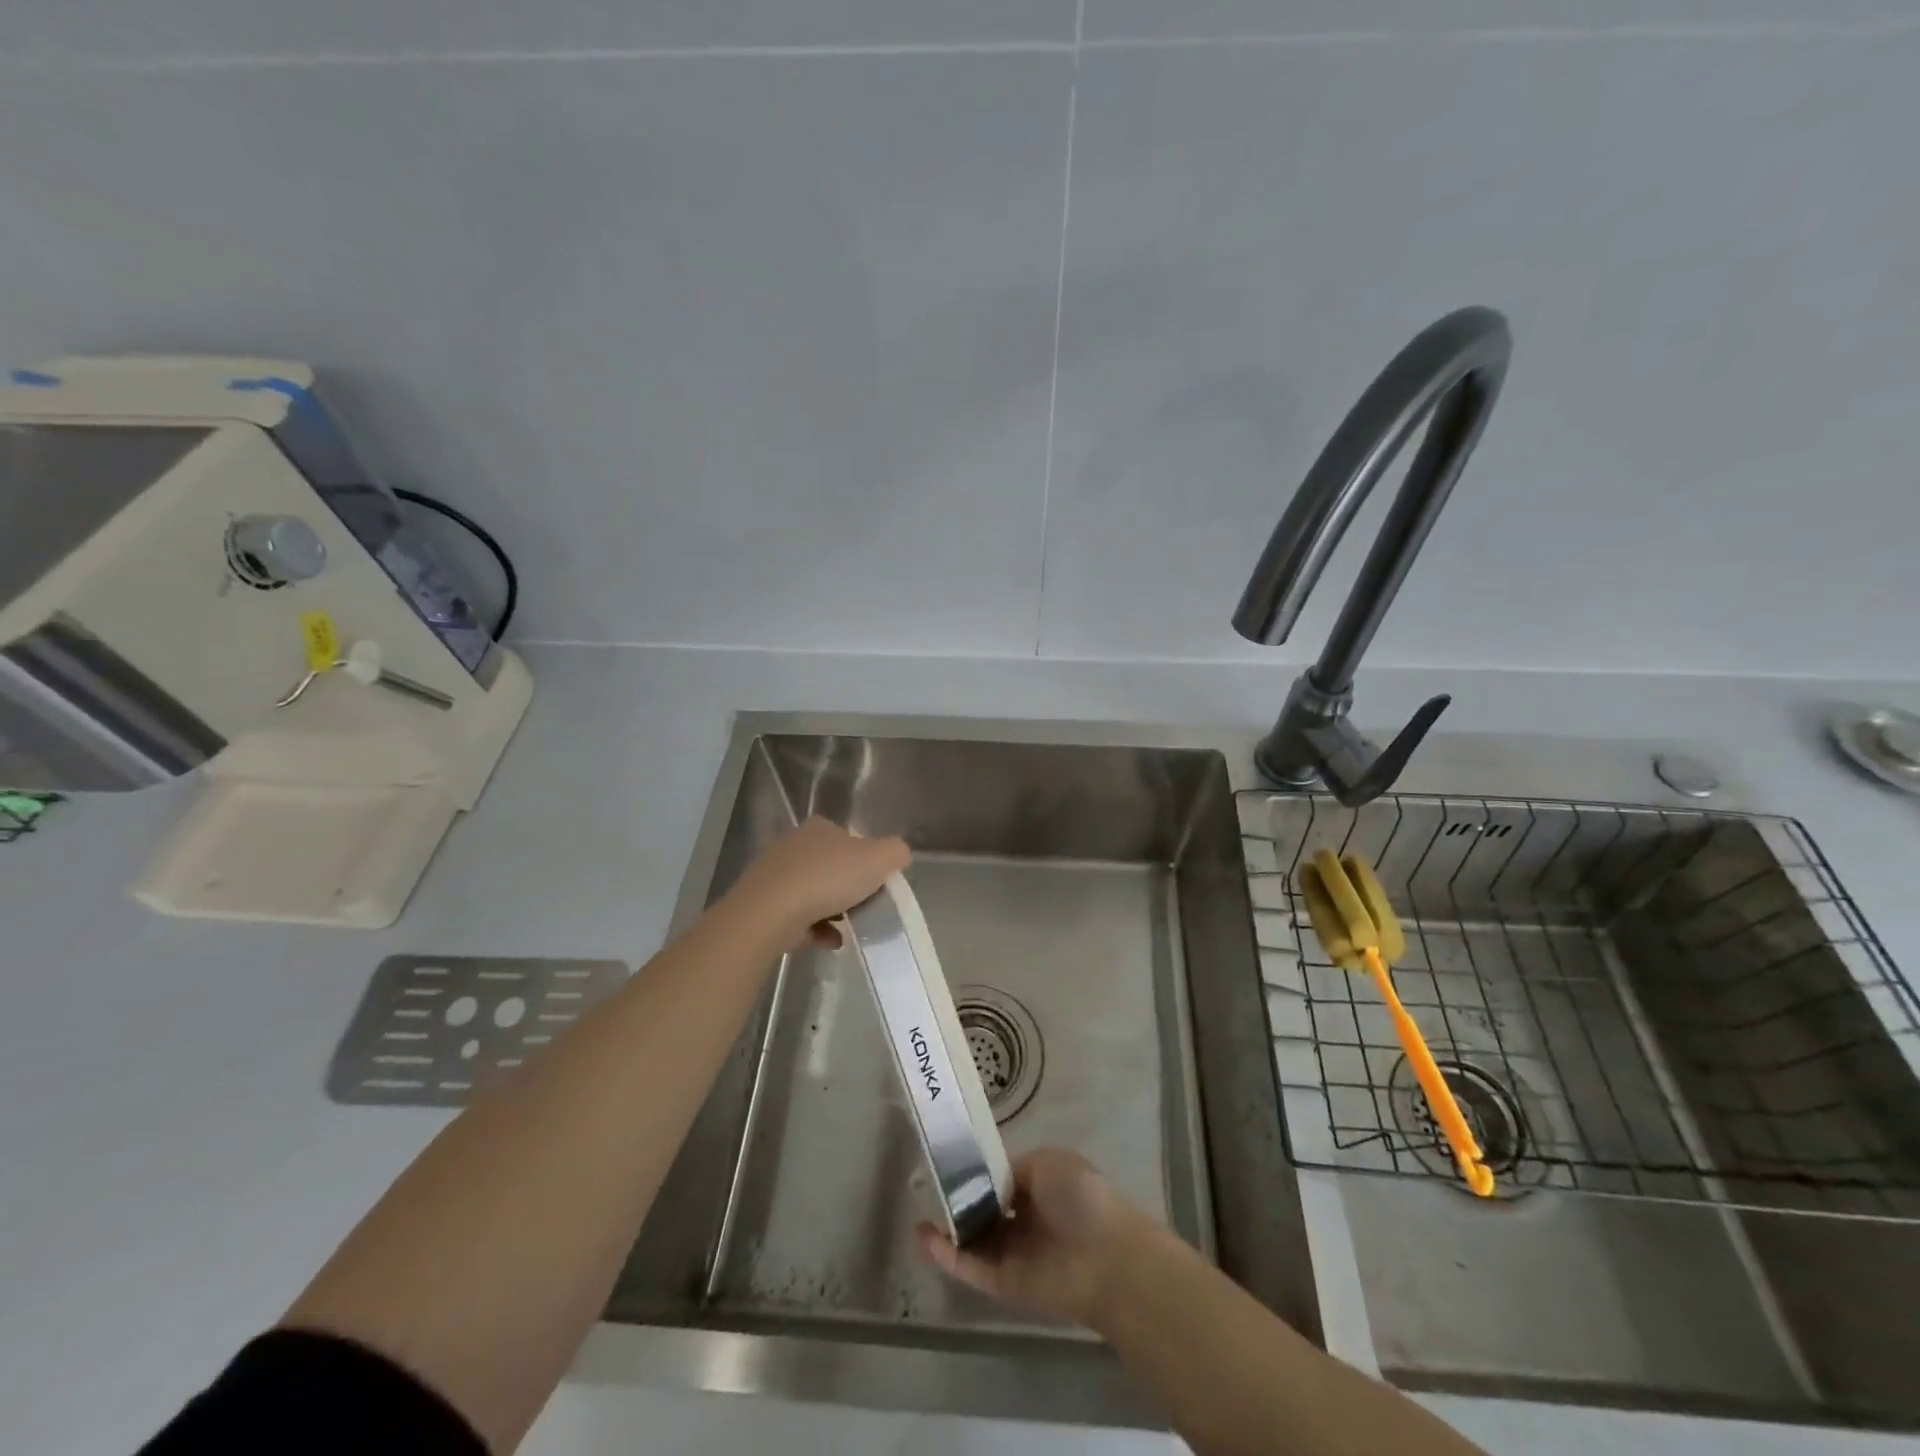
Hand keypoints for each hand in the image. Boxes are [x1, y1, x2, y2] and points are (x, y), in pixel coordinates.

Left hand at [728, 817, 909, 944]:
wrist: (769, 913)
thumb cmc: (827, 878)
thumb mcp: (878, 858)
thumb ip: (895, 852)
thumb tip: (898, 855)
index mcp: (819, 828)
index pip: (849, 839)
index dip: (866, 860)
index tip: (877, 883)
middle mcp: (793, 845)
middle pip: (830, 866)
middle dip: (848, 887)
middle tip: (865, 906)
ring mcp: (774, 875)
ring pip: (812, 892)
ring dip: (832, 910)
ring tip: (850, 928)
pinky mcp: (762, 904)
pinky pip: (797, 916)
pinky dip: (815, 929)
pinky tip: (830, 942)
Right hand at [916, 1148, 1154, 1327]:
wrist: (1105, 1258)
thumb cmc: (1081, 1198)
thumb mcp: (1048, 1162)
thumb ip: (1015, 1169)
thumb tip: (992, 1180)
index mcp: (1041, 1187)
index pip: (1001, 1181)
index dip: (978, 1173)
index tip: (950, 1164)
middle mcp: (1026, 1221)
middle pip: (986, 1211)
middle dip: (960, 1202)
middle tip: (929, 1188)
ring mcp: (1014, 1254)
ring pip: (974, 1241)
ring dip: (948, 1229)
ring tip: (919, 1215)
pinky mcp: (1005, 1285)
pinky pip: (971, 1267)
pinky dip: (947, 1255)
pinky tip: (924, 1237)